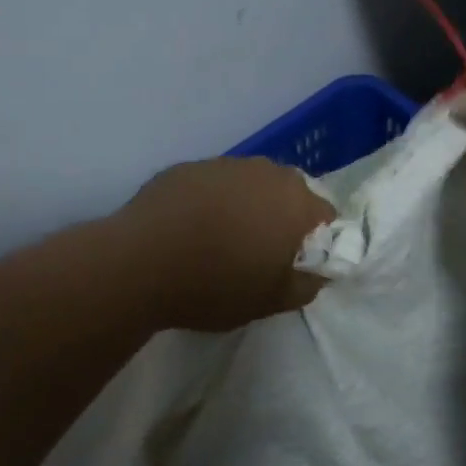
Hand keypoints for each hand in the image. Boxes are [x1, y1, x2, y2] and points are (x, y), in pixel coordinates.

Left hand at [118, 157, 333, 331]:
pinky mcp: (188, 167)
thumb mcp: (270, 301)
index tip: (293, 264)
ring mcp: (225, 164)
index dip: (315, 242)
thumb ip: (306, 285)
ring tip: (219, 240)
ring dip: (246, 206)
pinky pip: (213, 184)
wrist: (139, 263)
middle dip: (281, 219)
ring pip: (250, 185)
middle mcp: (266, 172)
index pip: (326, 216)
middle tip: (258, 253)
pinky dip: (211, 202)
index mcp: (295, 201)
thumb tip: (316, 273)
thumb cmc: (215, 284)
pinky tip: (189, 229)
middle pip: (289, 194)